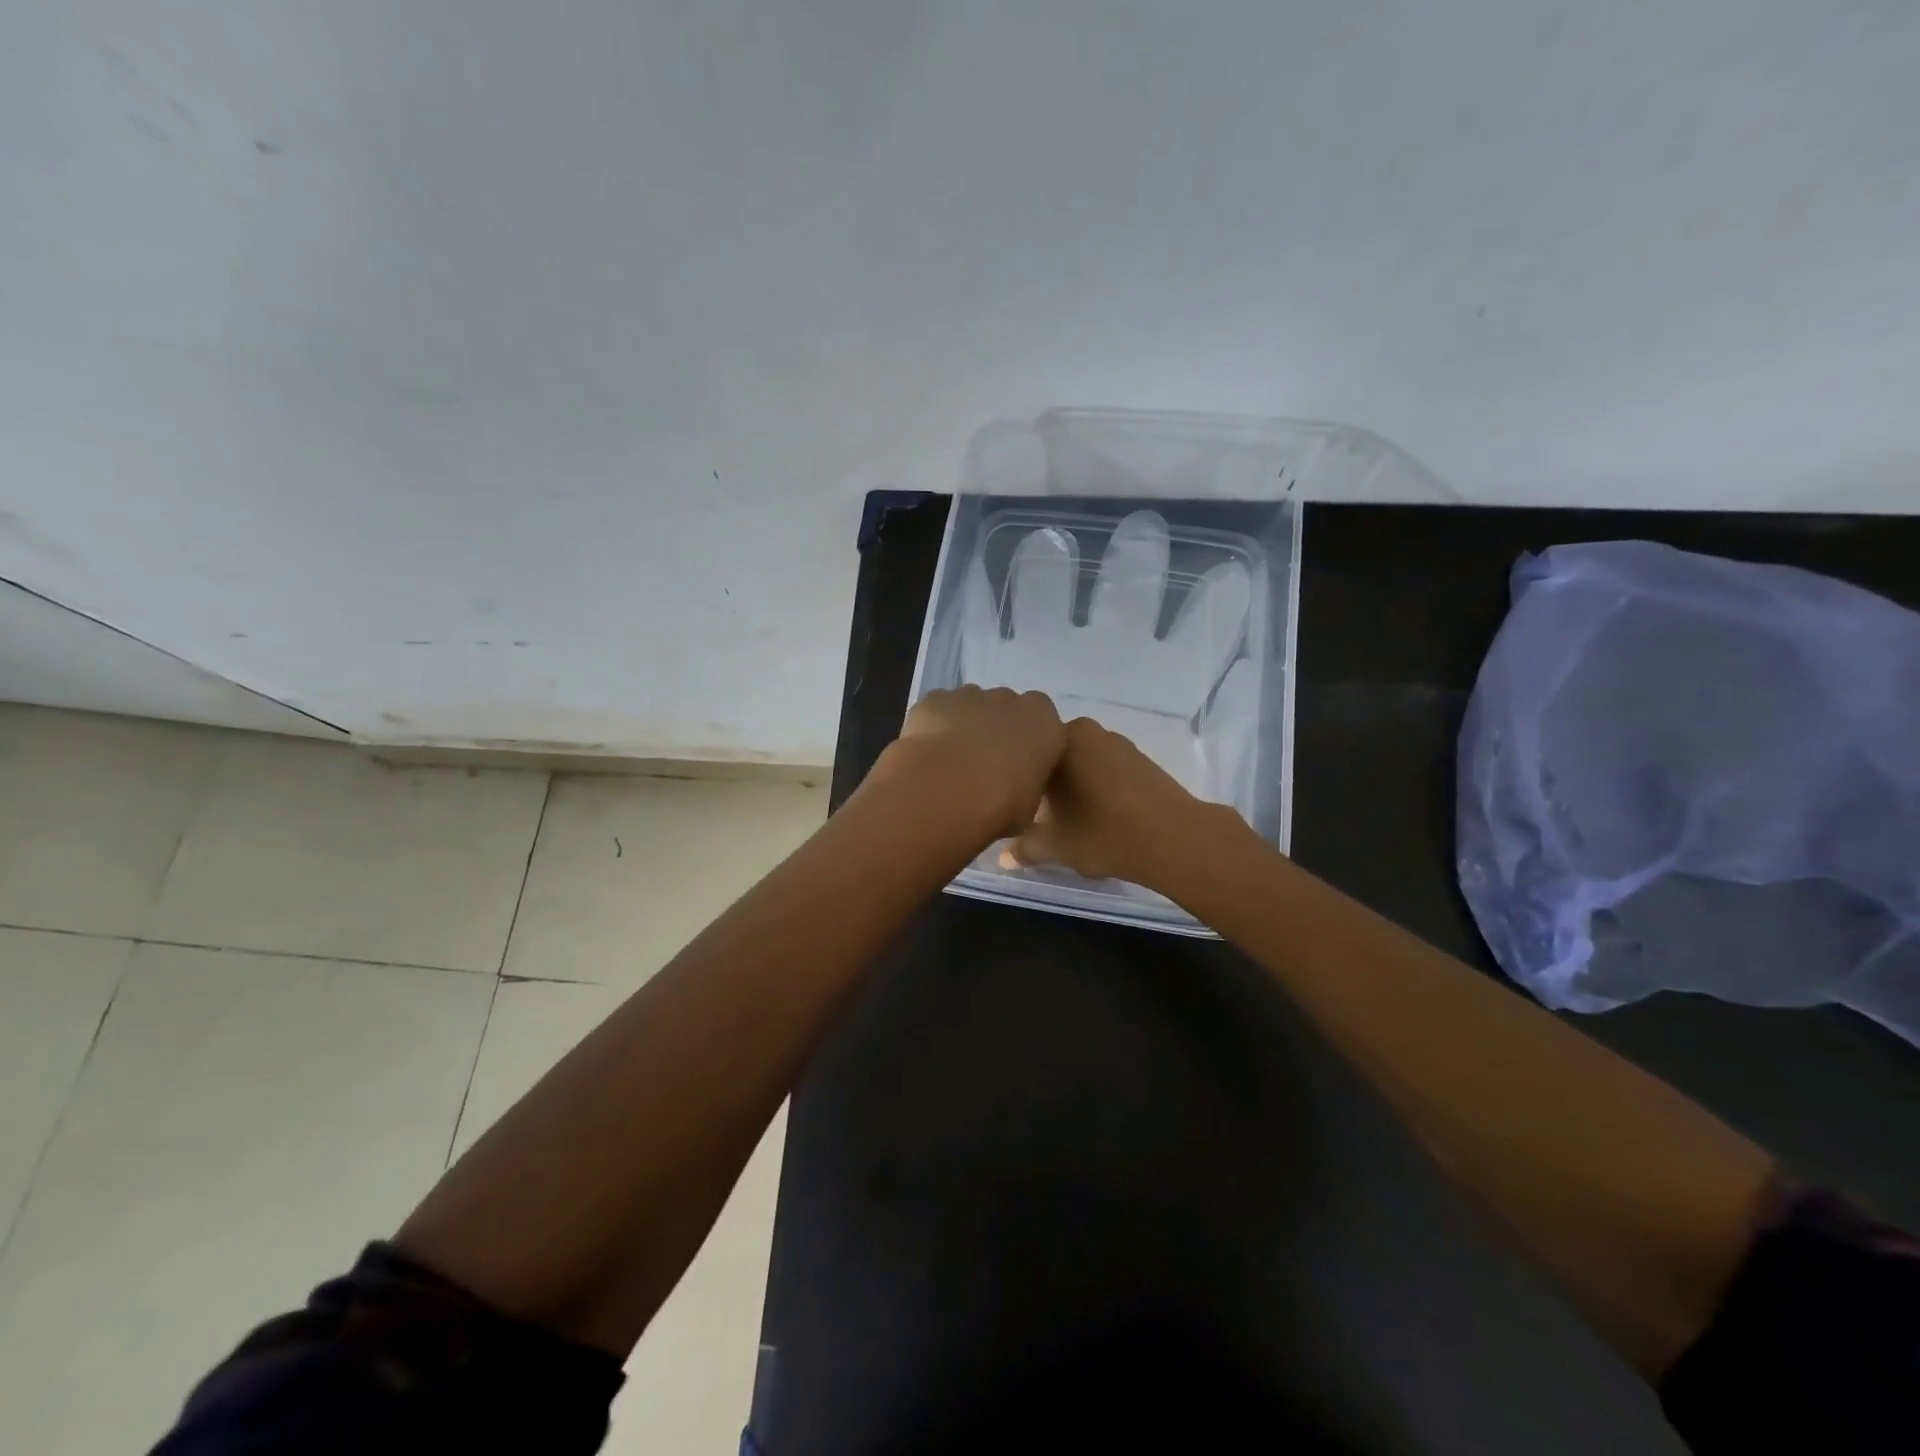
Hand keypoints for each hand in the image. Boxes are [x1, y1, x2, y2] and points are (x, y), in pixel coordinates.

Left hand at [880, 686, 1066, 841]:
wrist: (945, 790)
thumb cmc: (1000, 804)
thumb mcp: (1029, 807)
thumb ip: (1027, 786)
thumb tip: (1015, 789)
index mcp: (1045, 723)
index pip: (1044, 725)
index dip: (1028, 745)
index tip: (1017, 768)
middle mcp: (1010, 700)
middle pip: (1007, 709)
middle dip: (997, 730)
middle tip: (984, 766)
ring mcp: (970, 695)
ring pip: (972, 705)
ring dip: (966, 725)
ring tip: (952, 762)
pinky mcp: (935, 698)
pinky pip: (939, 708)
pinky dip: (935, 724)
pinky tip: (928, 753)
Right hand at [1002, 716, 1234, 889]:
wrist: (1175, 838)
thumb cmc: (1104, 834)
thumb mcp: (1056, 847)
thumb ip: (1025, 848)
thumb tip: (1004, 857)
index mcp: (1058, 741)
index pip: (1024, 756)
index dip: (1018, 785)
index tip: (1017, 811)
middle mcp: (1085, 731)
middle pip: (1052, 757)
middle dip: (1044, 783)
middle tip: (1039, 816)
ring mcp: (1116, 741)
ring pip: (1080, 762)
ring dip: (1072, 783)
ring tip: (1068, 816)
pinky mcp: (1140, 757)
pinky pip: (1105, 767)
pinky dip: (1097, 785)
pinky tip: (1098, 812)